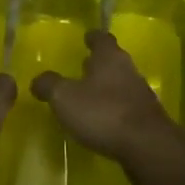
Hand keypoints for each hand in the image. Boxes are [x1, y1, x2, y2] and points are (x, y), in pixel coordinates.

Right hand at [33, 30, 184, 170]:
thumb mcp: (64, 97)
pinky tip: (103, 122)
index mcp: (109, 57)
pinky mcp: (147, 119)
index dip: (93, 37)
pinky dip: (115, 109)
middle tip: (83, 67)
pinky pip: (127, 107)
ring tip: (89, 97)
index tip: (86, 38)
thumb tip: (37, 80)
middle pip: (113, 60)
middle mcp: (128, 70)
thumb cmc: (103, 112)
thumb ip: (49, 85)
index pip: (102, 38)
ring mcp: (141, 94)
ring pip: (121, 83)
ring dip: (107, 88)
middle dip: (99, 63)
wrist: (147, 147)